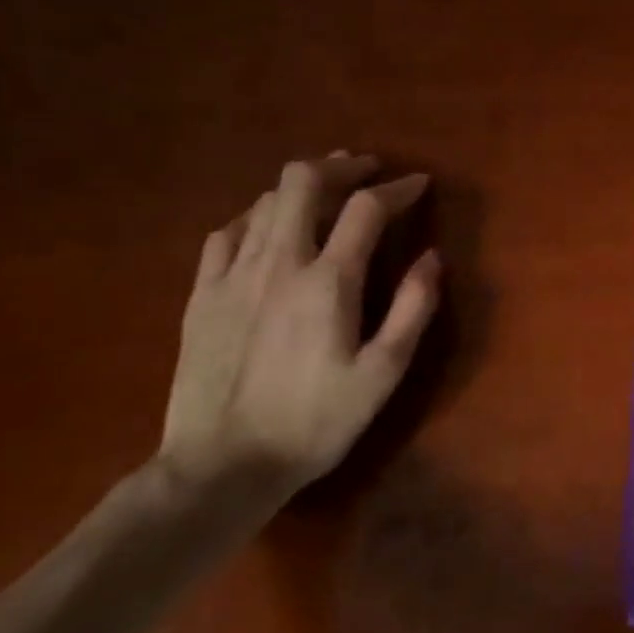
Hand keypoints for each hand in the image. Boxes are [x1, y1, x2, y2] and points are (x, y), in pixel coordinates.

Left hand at [159, 153, 441, 489]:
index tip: (419, 184)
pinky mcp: (201, 294)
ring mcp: (232, 274)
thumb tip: (432, 257)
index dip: (397, 188)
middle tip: (367, 171)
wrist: (222, 466)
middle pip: (303, 182)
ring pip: (265, 200)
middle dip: (341, 167)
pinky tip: (270, 228)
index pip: (366, 209)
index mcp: (327, 282)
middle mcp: (278, 263)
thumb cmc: (315, 422)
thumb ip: (413, 309)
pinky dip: (259, 216)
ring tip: (328, 193)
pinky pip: (228, 232)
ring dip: (303, 186)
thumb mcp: (383, 373)